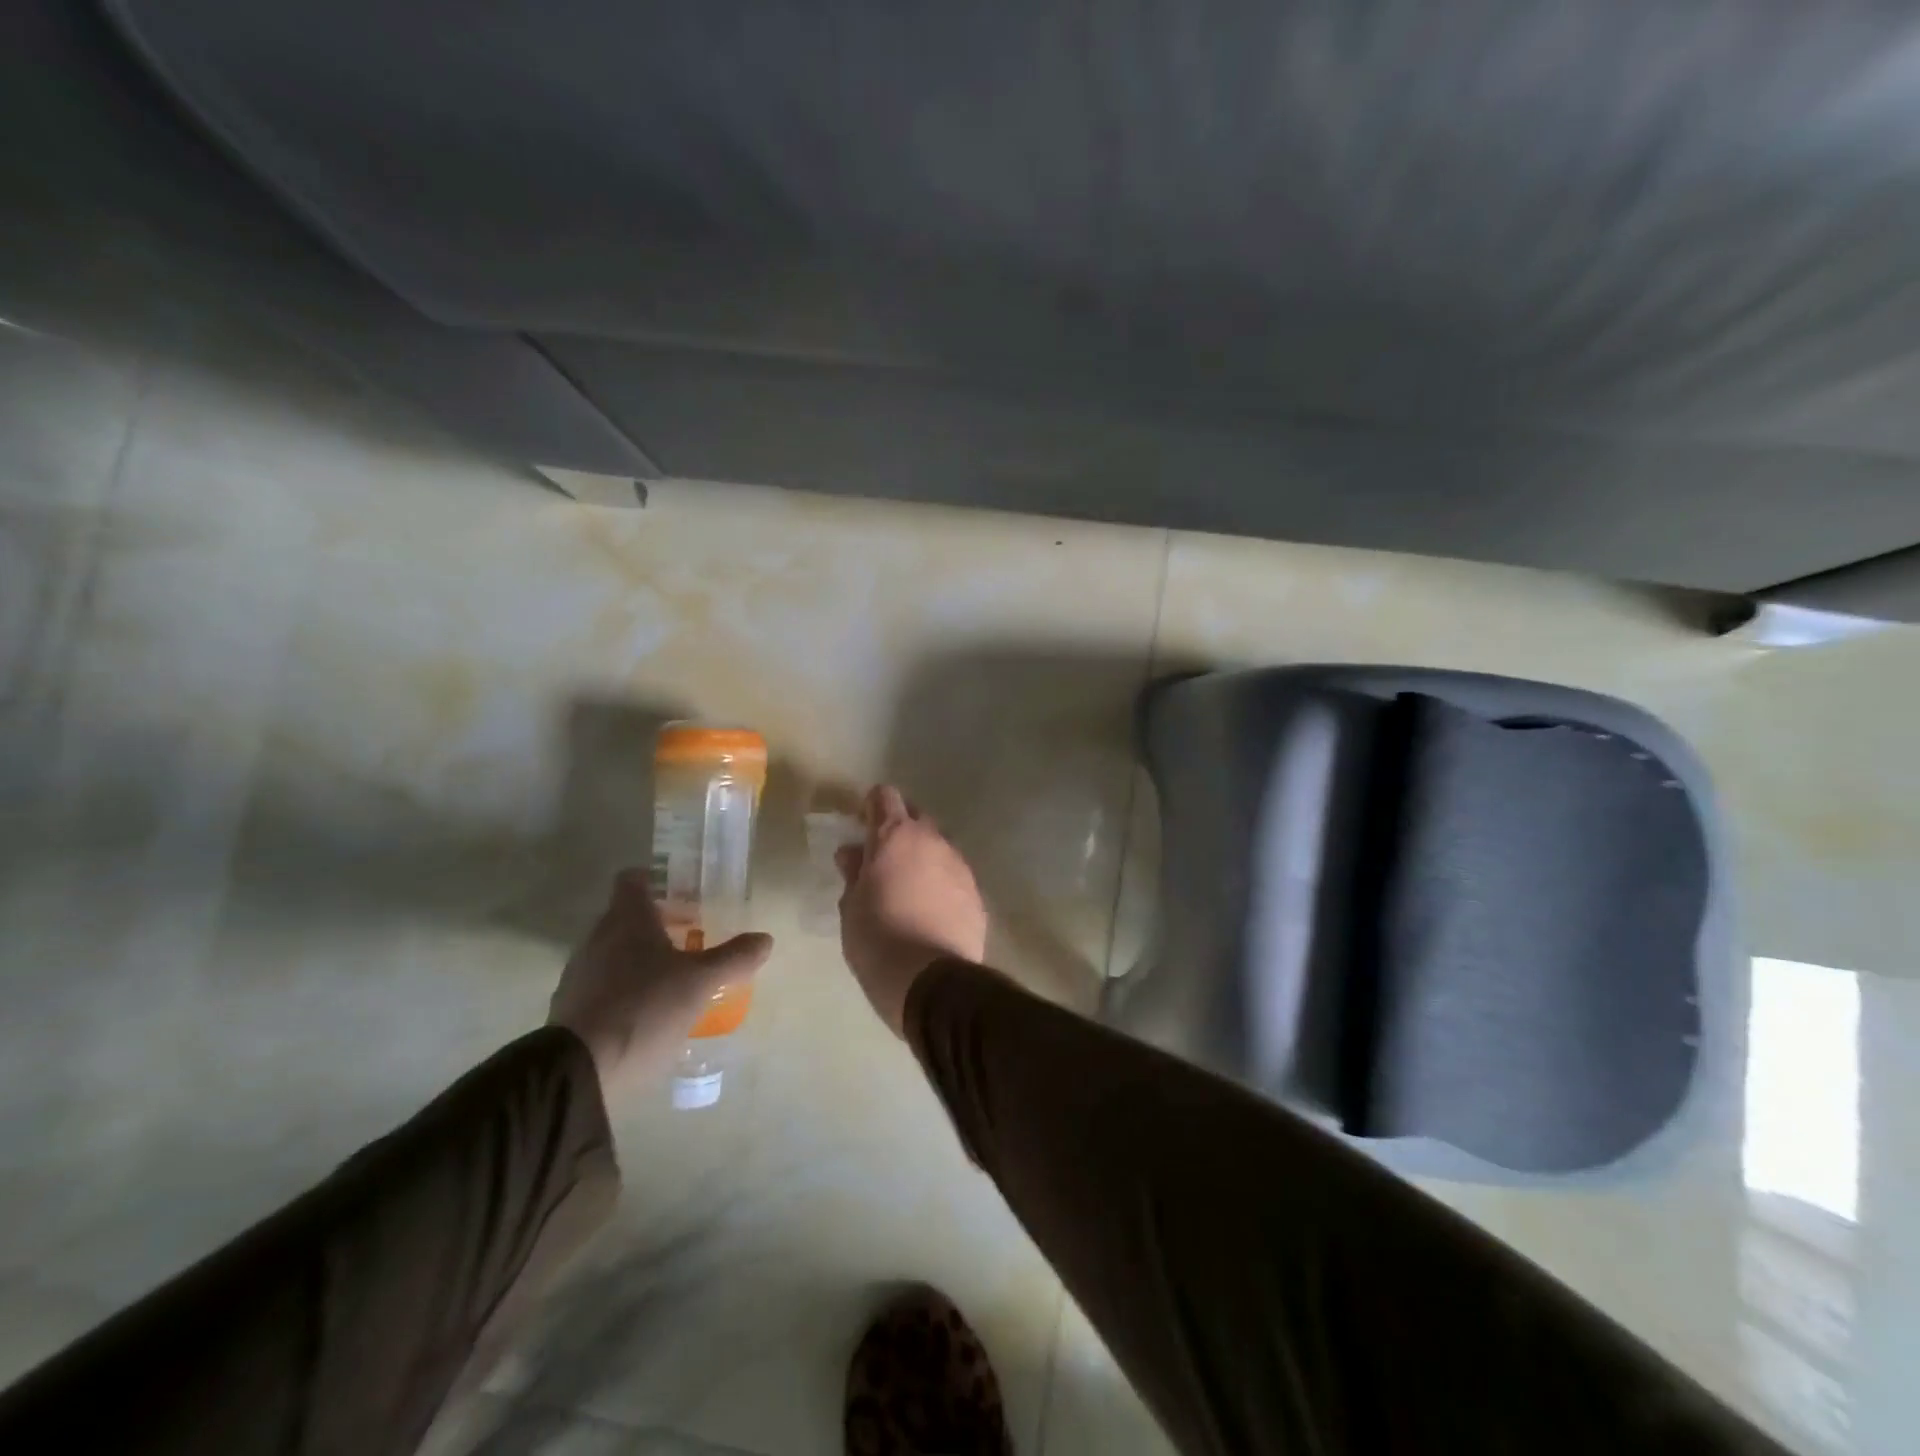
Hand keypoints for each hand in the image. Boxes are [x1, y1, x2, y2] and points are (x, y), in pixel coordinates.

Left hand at [549, 870, 772, 1094]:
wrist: (579, 1072)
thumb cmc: (644, 1009)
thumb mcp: (700, 983)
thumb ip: (734, 958)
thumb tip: (765, 939)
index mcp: (627, 919)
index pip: (633, 880)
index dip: (656, 880)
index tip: (683, 893)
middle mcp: (598, 937)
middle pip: (626, 916)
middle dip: (657, 923)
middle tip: (691, 935)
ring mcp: (579, 973)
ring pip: (614, 951)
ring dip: (640, 957)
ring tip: (674, 977)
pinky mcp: (571, 1008)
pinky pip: (603, 984)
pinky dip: (625, 988)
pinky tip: (649, 1010)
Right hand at [836, 785, 987, 1036]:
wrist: (931, 980)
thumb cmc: (877, 939)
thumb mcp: (851, 907)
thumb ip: (854, 873)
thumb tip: (852, 853)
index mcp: (895, 836)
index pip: (885, 797)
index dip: (872, 806)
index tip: (862, 825)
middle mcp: (932, 840)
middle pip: (916, 817)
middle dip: (900, 829)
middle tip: (882, 858)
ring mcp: (959, 865)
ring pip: (938, 847)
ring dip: (923, 857)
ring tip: (908, 887)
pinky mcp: (976, 892)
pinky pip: (954, 875)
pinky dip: (941, 882)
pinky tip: (931, 909)